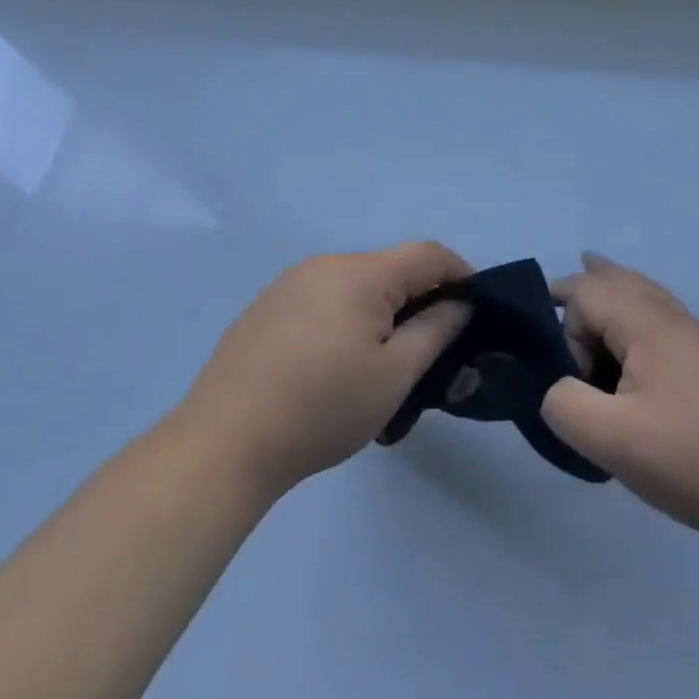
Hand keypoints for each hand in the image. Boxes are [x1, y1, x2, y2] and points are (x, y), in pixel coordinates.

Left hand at [182, 242, 472, 501]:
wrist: (223, 443)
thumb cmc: (321, 408)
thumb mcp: (394, 376)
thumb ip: (436, 331)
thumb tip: (461, 304)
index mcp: (361, 273)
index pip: (428, 254)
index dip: (461, 274)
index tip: (476, 310)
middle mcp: (326, 264)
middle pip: (391, 267)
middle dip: (420, 298)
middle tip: (431, 347)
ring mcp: (290, 283)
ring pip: (356, 284)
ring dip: (382, 310)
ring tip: (382, 361)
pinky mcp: (267, 306)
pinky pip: (324, 298)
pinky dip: (346, 317)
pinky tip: (334, 363)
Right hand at [542, 253, 698, 543]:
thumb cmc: (688, 457)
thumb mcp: (610, 440)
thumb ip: (564, 404)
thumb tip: (559, 387)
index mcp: (647, 323)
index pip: (586, 294)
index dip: (564, 330)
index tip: (569, 378)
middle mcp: (671, 316)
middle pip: (618, 279)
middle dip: (585, 284)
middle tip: (553, 294)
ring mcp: (694, 336)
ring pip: (643, 291)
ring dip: (611, 288)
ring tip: (592, 270)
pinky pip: (659, 313)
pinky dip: (634, 308)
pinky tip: (631, 328)